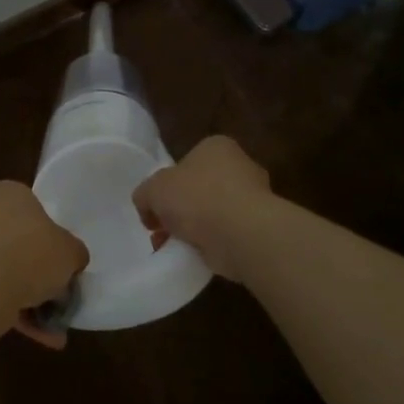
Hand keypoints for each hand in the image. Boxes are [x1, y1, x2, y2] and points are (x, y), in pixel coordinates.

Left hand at [0, 181, 87, 348]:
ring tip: (52, 329)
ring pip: (5, 269)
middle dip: (38, 272)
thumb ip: (74, 253)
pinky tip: (36, 335)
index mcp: (9, 193)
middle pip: (18, 241)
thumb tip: (72, 259)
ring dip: (28, 298)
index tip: (63, 260)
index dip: (51, 235)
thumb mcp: (71, 252)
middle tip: (59, 295)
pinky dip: (11, 309)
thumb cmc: (30, 254)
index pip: (34, 207)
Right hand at [131, 135, 273, 281]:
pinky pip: (226, 235)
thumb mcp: (153, 189)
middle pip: (200, 189)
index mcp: (217, 147)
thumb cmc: (197, 197)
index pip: (187, 161)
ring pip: (212, 214)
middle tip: (161, 229)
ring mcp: (254, 199)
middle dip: (179, 210)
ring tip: (172, 248)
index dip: (167, 183)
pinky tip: (193, 256)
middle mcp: (240, 167)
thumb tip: (148, 209)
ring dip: (191, 231)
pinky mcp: (259, 228)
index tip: (156, 206)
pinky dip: (210, 245)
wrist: (241, 234)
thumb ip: (145, 195)